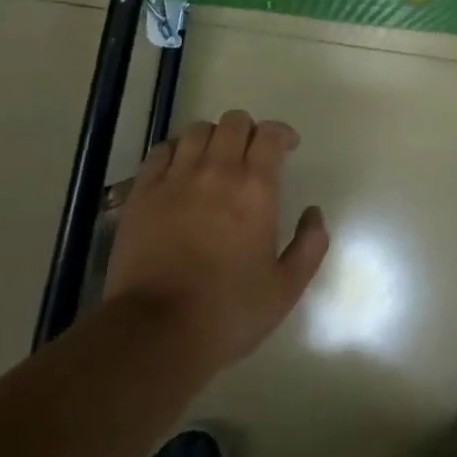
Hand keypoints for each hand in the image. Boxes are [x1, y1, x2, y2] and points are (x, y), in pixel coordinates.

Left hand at [105, 109, 329, 375]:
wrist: (154, 334)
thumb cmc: (227, 312)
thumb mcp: (286, 288)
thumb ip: (310, 245)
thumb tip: (313, 212)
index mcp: (256, 188)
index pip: (271, 134)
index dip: (282, 134)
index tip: (287, 149)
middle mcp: (217, 170)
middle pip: (234, 122)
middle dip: (249, 131)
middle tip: (251, 156)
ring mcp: (175, 178)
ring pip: (197, 130)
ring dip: (213, 138)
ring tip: (215, 160)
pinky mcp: (143, 193)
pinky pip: (162, 151)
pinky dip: (176, 151)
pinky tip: (180, 170)